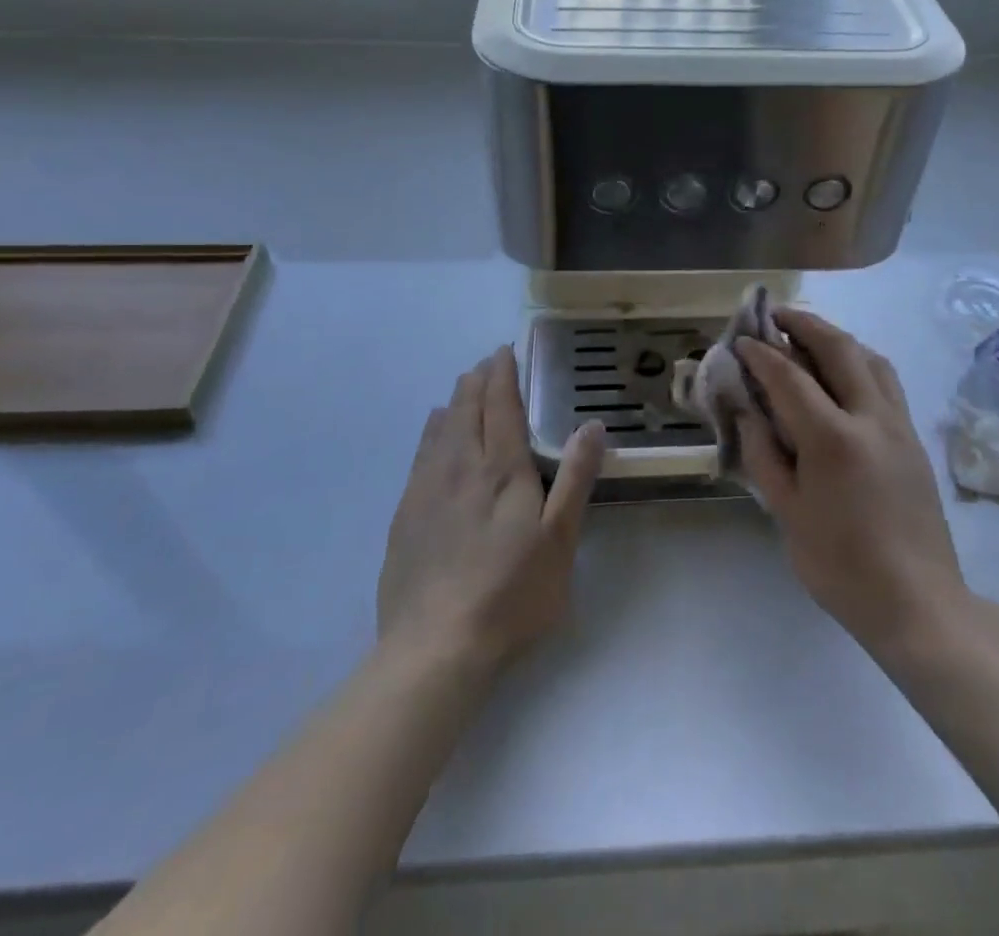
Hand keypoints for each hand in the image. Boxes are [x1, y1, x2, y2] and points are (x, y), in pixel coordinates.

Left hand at [378, 347, 604, 670]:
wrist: (435, 648)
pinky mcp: (405, 515)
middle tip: (488, 363)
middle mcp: (460, 467)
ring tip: (463, 388)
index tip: (505, 350)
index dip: (503, 374)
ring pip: (440, 428)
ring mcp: (427, 490)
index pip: (500, 405)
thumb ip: (575, 478)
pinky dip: (432, 432)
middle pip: (467, 409)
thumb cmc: (510, 594)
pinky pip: (420, 455)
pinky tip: (434, 433)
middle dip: (478, 380)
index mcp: (501, 469)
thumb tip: (593, 424)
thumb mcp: (559, 540)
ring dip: (455, 401)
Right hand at [736, 312, 967, 653]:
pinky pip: (886, 380)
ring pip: (870, 357)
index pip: (790, 377)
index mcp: (833, 439)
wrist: (917, 602)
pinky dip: (860, 360)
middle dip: (803, 324)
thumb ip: (764, 454)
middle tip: (775, 316)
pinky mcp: (914, 438)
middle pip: (838, 348)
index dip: (761, 354)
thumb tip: (746, 412)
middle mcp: (871, 418)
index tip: (740, 340)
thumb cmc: (841, 565)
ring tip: (809, 337)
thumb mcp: (787, 513)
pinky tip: (844, 374)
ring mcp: (899, 425)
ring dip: (836, 338)